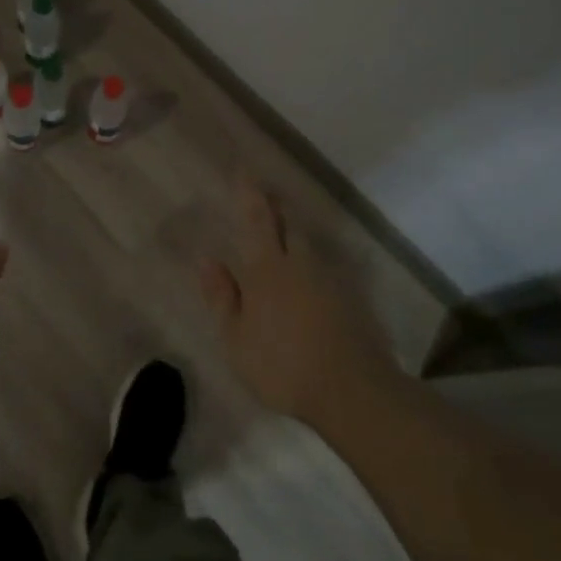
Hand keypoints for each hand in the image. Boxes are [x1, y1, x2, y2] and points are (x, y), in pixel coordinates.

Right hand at [197, 179, 398, 426]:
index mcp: (268, 269)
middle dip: (276, 205)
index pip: (256, 219)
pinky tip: (311, 274)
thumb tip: (207, 259)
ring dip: (296, 230)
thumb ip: (222, 297)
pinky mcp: (351, 298)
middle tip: (266, 196)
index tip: (244, 168)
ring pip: (310, 242)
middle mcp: (300, 263)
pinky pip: (327, 266)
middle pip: (289, 222)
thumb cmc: (282, 365)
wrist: (352, 391)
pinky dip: (314, 261)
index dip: (249, 192)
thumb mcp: (237, 338)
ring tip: (285, 230)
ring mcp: (330, 279)